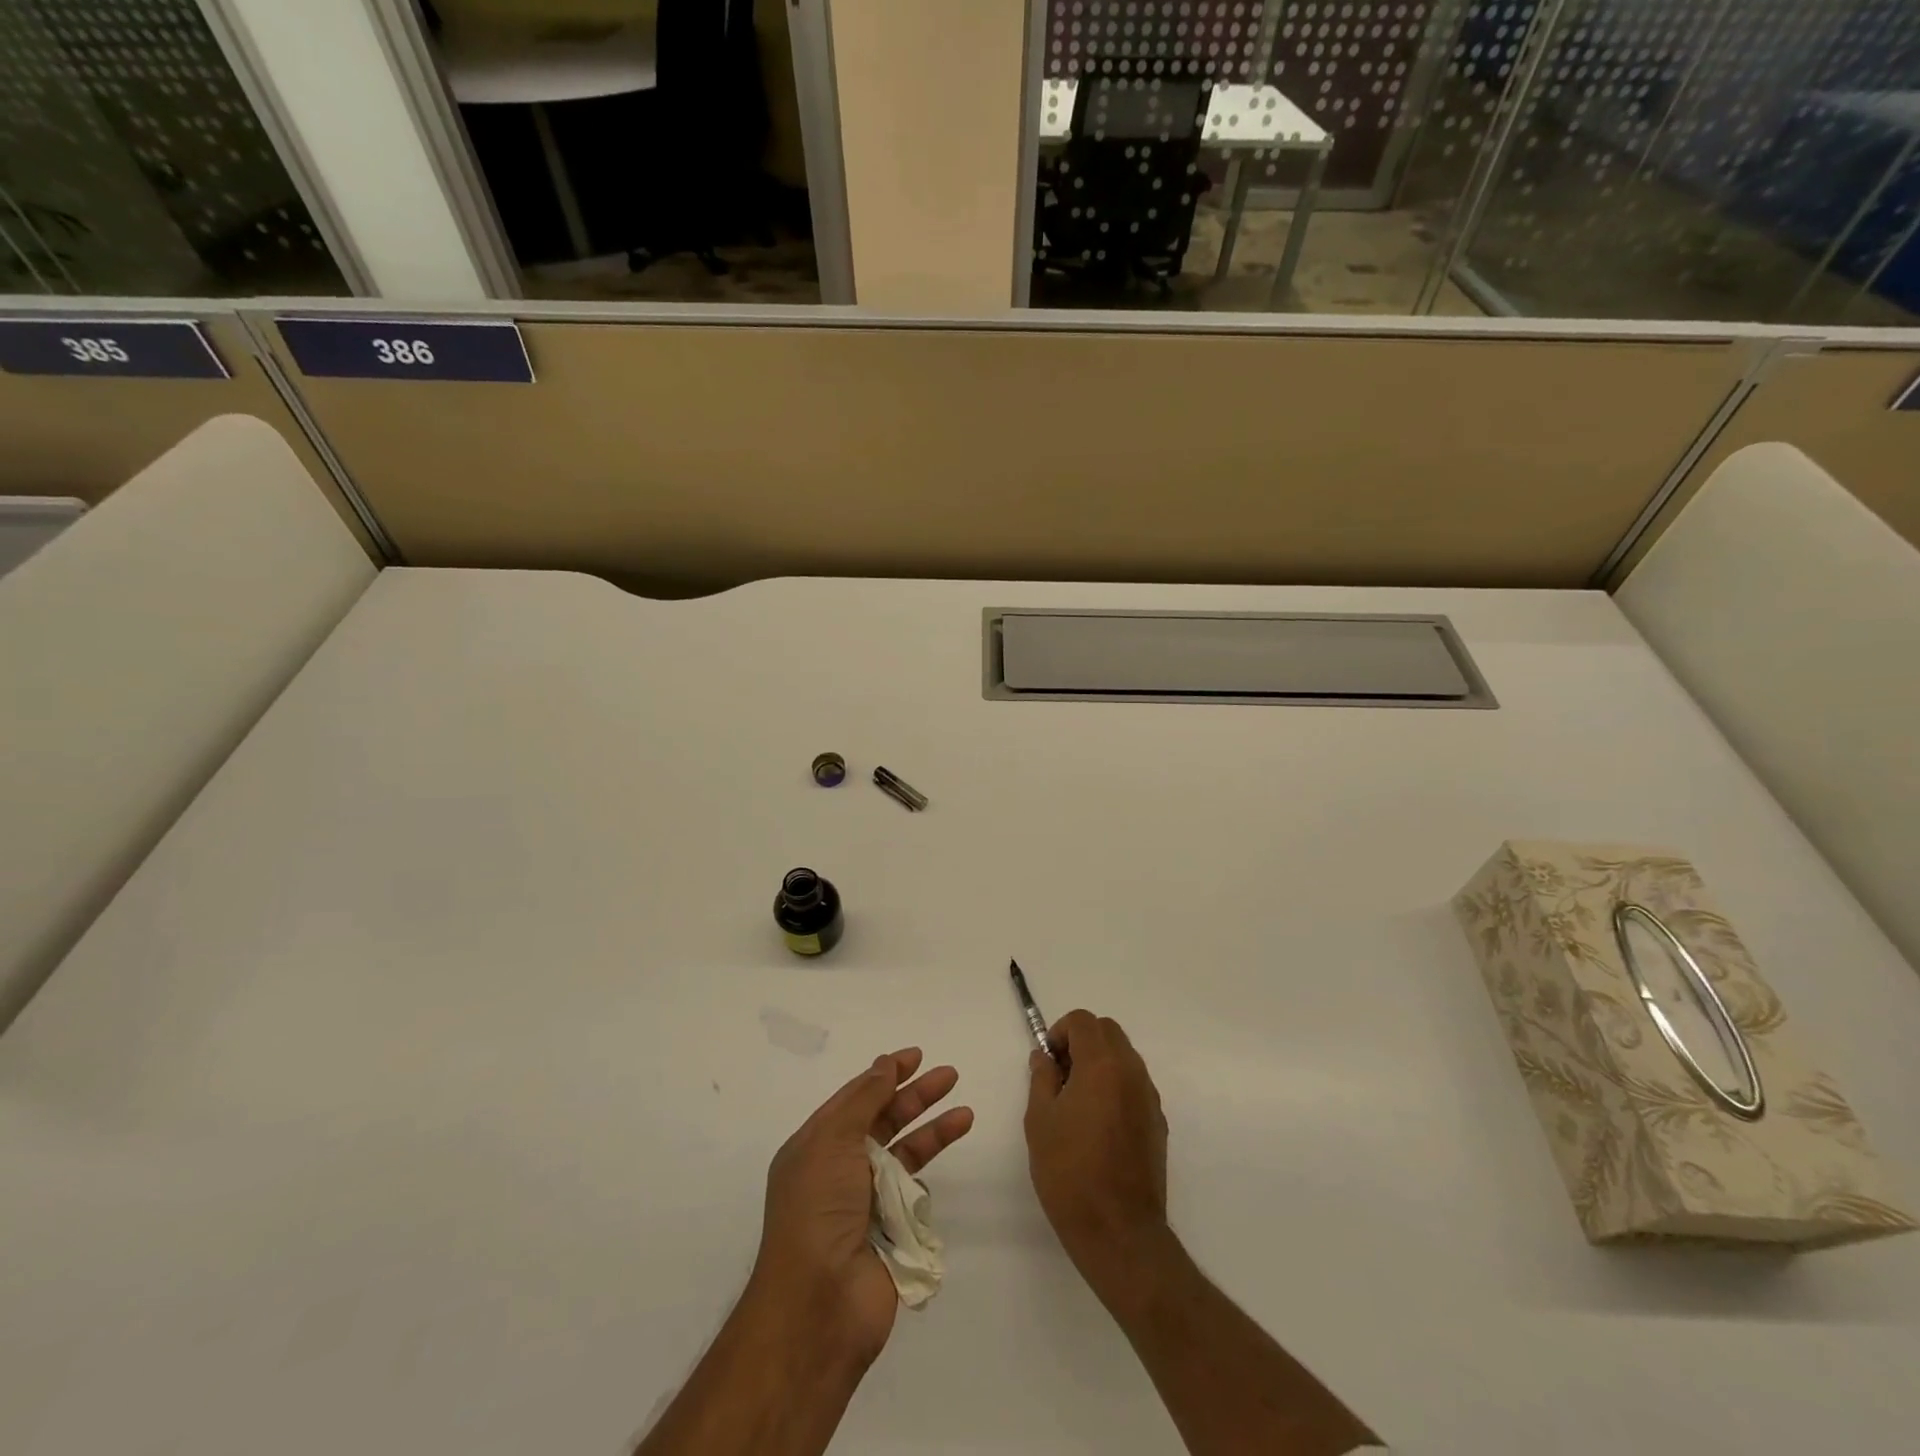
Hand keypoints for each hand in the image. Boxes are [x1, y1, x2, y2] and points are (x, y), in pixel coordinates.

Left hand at [749, 1048, 973, 1368]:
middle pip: (883, 1121)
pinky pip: (914, 1193)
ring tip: (965, 1113)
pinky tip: (937, 1183)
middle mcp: (839, 1170)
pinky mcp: (891, 1232)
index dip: (884, 1074)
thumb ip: (863, 1100)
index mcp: (815, 1147)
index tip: (915, 1057)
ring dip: (933, 1132)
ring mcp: (865, 1202)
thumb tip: (883, 1065)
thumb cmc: (818, 1211)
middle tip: (950, 1076)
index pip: (854, 1099)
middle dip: (916, 1097)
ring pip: (905, 1154)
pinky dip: (929, 1176)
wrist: (820, 1305)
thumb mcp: (832, 1141)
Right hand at [1024, 1010, 1170, 1291]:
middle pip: (1108, 1032)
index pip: (1083, 1021)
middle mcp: (1132, 1072)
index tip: (1047, 1061)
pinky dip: (1115, 1086)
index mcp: (1102, 1065)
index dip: (1060, 1031)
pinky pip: (1134, 1085)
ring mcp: (1149, 1098)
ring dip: (1100, 1063)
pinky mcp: (1158, 1123)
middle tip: (1060, 1075)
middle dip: (1082, 1041)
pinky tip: (1098, 1124)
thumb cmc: (1070, 1172)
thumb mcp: (1040, 1121)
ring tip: (1076, 1102)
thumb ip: (1042, 1078)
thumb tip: (1045, 1057)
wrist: (1119, 1231)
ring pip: (1124, 1057)